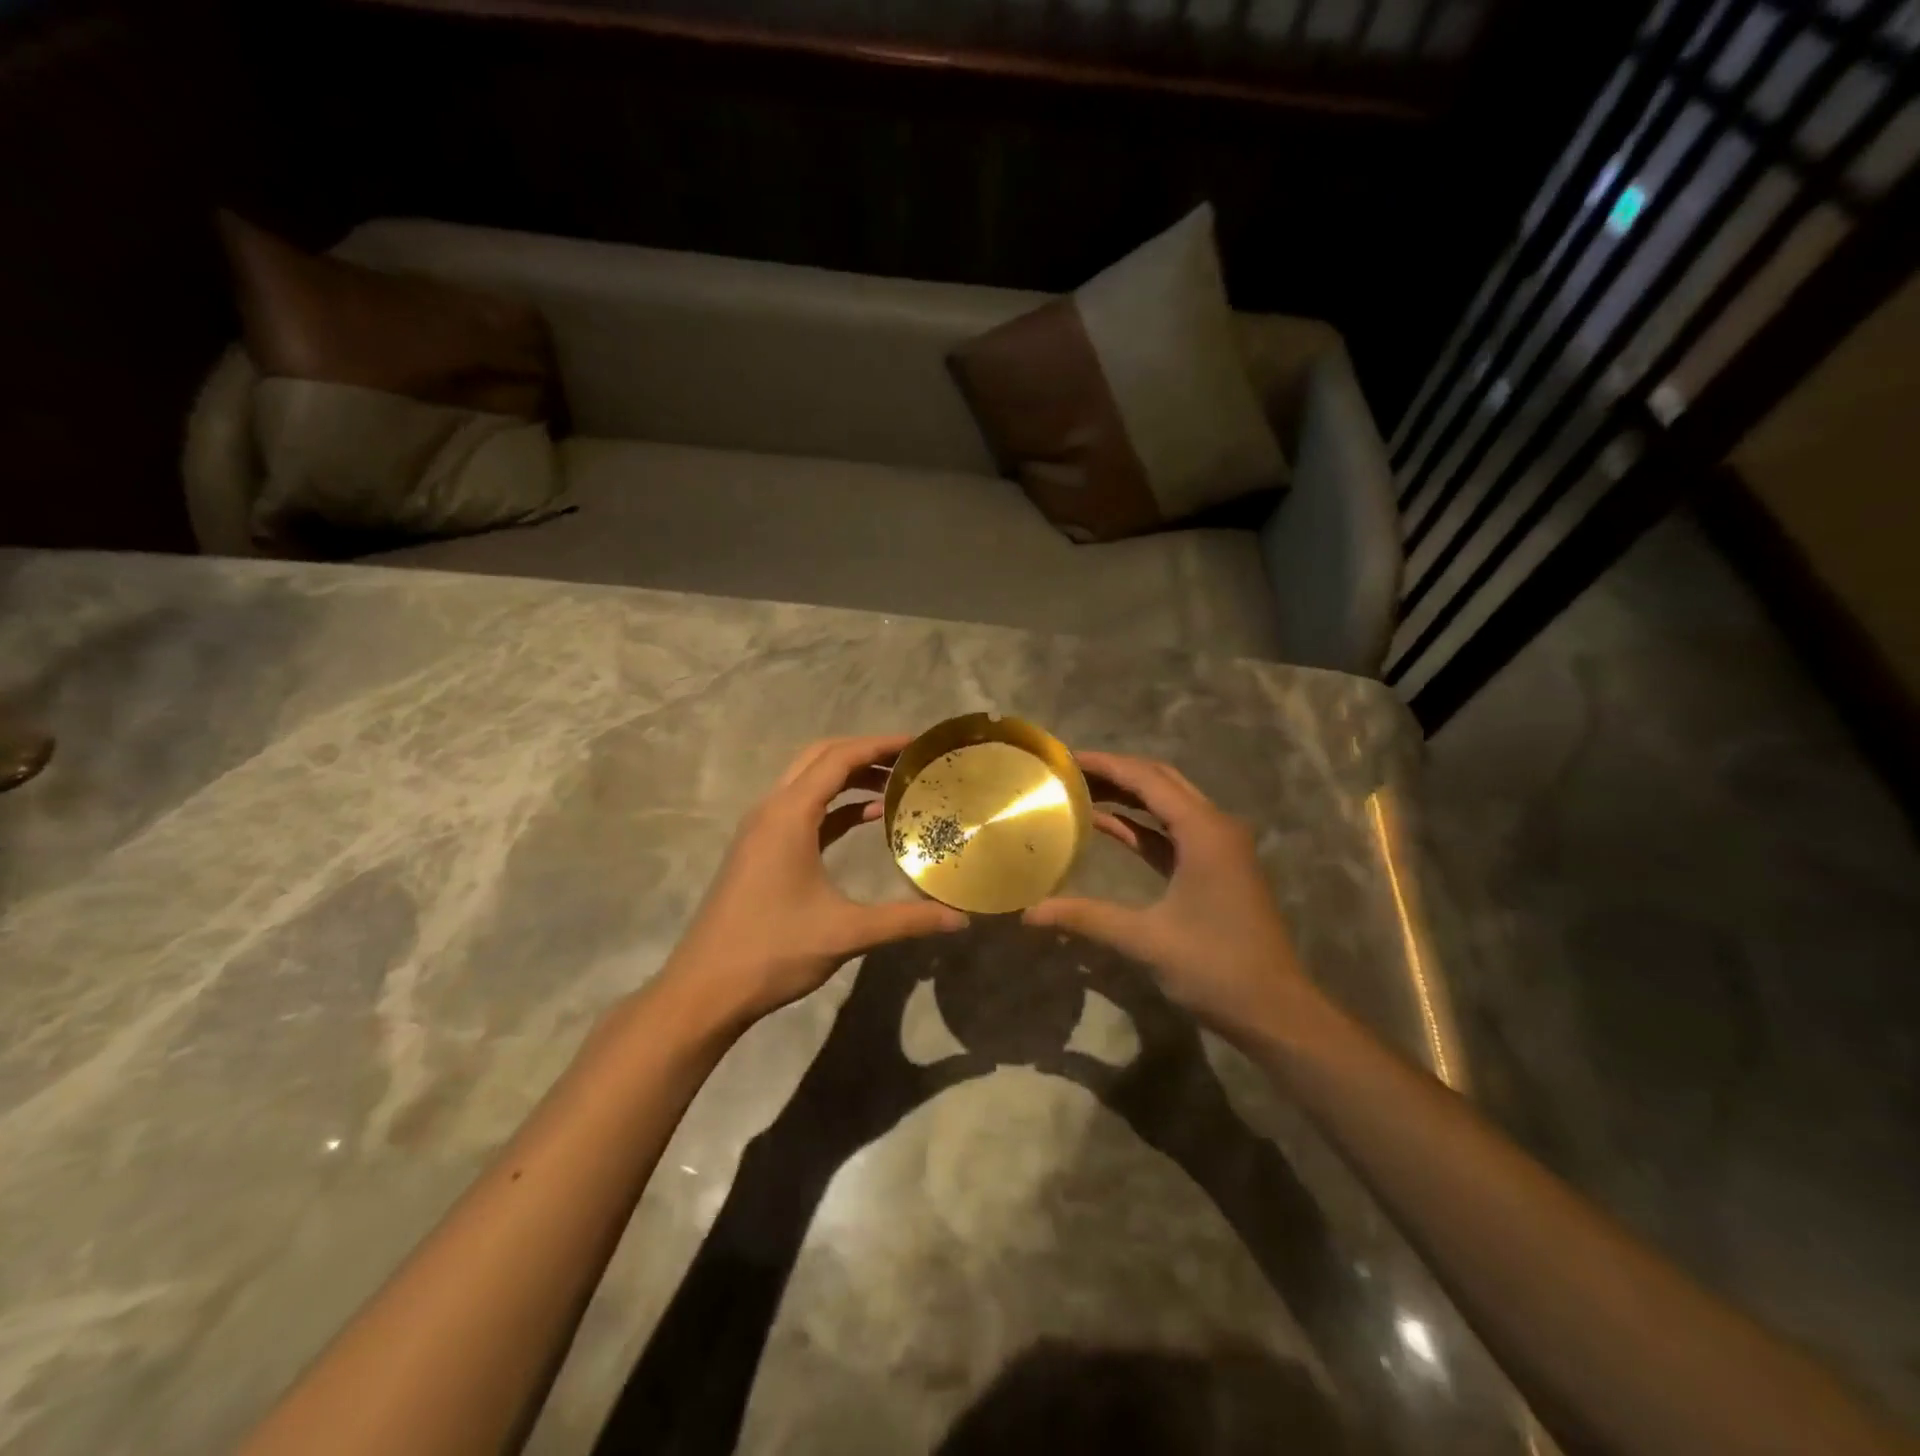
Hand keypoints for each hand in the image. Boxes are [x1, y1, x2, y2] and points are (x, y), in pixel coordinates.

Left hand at [663, 736, 967, 1030]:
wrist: (705, 989)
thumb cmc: (774, 951)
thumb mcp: (847, 932)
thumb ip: (907, 920)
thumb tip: (962, 920)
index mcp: (789, 815)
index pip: (838, 758)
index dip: (879, 745)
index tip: (917, 745)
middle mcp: (771, 810)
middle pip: (820, 758)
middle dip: (864, 753)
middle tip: (908, 761)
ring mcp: (761, 830)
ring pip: (808, 782)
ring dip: (848, 777)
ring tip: (895, 786)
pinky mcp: (759, 850)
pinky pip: (801, 810)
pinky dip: (834, 805)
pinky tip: (865, 819)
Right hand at [1024, 751, 1310, 1040]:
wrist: (1275, 1011)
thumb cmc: (1215, 968)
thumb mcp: (1145, 940)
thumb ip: (1085, 917)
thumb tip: (1028, 913)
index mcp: (1204, 831)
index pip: (1147, 779)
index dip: (1105, 765)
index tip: (1065, 760)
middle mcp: (1215, 827)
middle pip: (1160, 782)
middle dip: (1115, 773)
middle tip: (1068, 772)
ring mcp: (1218, 847)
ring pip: (1167, 804)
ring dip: (1127, 796)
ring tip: (1078, 791)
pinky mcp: (1215, 868)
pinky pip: (1171, 832)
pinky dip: (1139, 825)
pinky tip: (1104, 825)